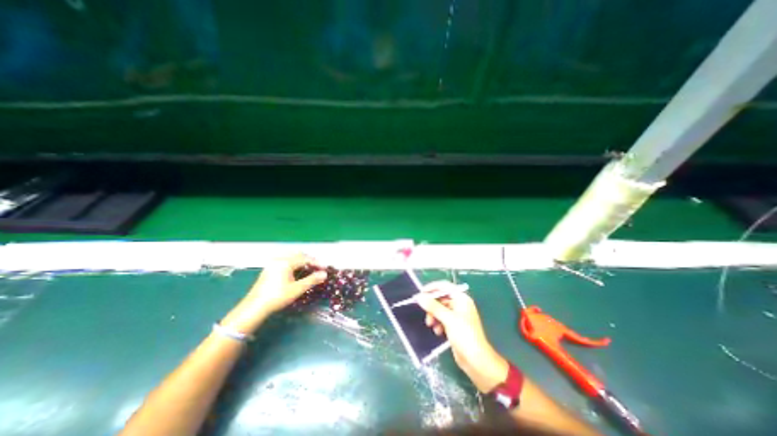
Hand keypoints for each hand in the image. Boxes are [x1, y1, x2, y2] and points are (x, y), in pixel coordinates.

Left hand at [220, 252, 324, 334]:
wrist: (254, 307)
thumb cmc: (277, 297)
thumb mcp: (297, 289)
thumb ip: (312, 280)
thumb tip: (324, 274)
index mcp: (286, 262)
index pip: (305, 258)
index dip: (316, 263)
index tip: (324, 268)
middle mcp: (279, 259)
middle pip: (298, 254)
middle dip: (309, 259)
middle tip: (317, 267)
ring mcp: (272, 263)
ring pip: (290, 256)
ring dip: (301, 260)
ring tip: (308, 268)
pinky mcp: (268, 269)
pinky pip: (284, 260)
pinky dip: (293, 262)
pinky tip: (295, 271)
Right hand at [420, 280, 510, 392]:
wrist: (476, 361)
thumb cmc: (465, 336)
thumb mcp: (448, 319)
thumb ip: (433, 306)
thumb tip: (420, 297)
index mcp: (461, 299)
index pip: (445, 286)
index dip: (432, 288)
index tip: (421, 293)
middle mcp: (460, 304)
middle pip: (441, 298)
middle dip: (432, 305)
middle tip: (425, 312)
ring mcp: (457, 315)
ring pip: (440, 309)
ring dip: (434, 315)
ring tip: (431, 325)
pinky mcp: (454, 325)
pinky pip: (442, 319)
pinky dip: (438, 323)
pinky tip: (438, 332)